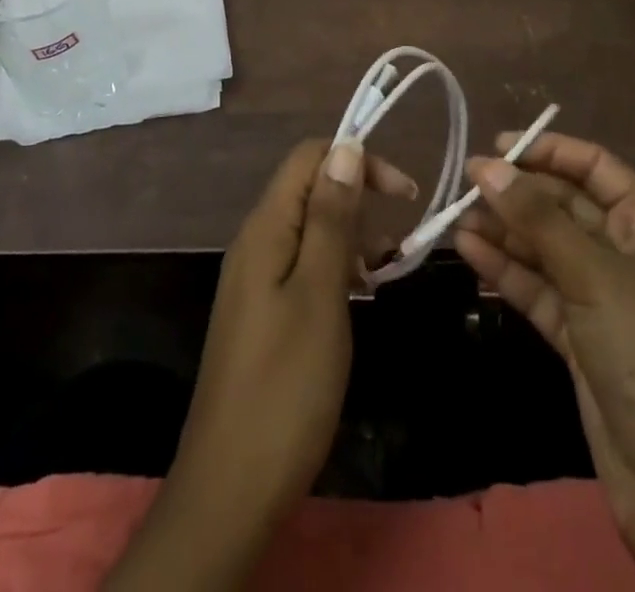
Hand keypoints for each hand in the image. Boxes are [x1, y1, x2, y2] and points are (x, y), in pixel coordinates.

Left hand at [104, 138, 415, 591]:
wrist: (231, 487)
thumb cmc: (286, 385)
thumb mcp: (320, 294)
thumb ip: (331, 218)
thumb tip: (345, 147)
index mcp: (266, 227)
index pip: (309, 157)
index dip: (357, 160)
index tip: (403, 194)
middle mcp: (257, 240)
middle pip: (310, 188)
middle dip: (359, 199)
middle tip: (398, 243)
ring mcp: (257, 276)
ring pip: (311, 228)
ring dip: (352, 236)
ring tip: (387, 270)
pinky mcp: (263, 309)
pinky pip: (304, 263)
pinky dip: (337, 267)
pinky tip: (361, 294)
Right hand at [455, 132, 634, 591]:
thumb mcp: (594, 275)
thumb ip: (536, 218)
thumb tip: (485, 165)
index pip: (596, 168)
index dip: (550, 151)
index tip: (498, 145)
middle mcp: (626, 254)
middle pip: (565, 207)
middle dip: (518, 194)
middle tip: (465, 183)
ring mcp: (601, 298)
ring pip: (545, 249)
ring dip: (504, 232)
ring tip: (454, 218)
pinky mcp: (579, 337)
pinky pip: (537, 289)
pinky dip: (505, 271)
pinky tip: (468, 252)